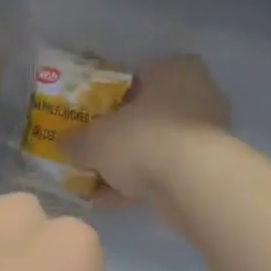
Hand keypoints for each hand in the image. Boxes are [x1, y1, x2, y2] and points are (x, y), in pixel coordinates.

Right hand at [68, 55, 231, 201]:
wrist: (192, 183)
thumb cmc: (142, 139)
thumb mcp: (95, 139)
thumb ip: (76, 140)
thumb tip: (62, 143)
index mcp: (174, 69)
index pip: (135, 76)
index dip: (107, 97)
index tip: (88, 116)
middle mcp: (197, 94)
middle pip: (146, 114)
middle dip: (118, 135)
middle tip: (91, 150)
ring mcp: (206, 133)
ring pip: (155, 146)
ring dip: (126, 164)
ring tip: (94, 183)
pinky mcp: (208, 168)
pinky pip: (165, 172)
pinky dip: (139, 184)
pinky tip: (109, 201)